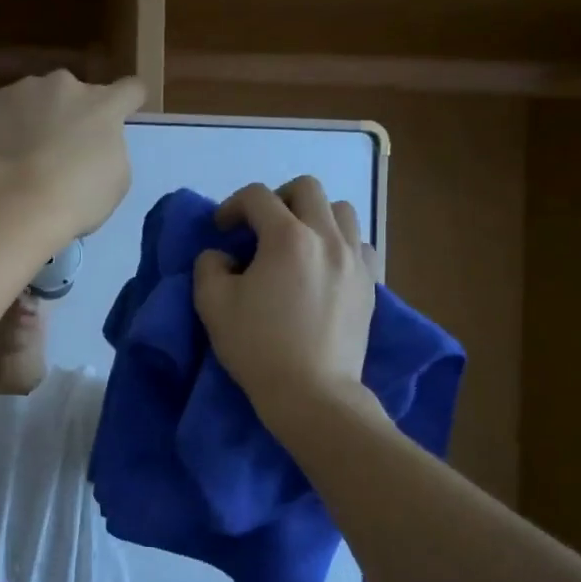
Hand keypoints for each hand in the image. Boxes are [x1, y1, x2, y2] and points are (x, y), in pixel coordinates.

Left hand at [0, 71, 143, 239]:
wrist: (16, 202)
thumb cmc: (77, 199)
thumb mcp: (115, 181)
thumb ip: (110, 151)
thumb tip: (93, 145)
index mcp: (104, 106)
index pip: (130, 89)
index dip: (127, 102)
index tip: (121, 116)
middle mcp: (66, 86)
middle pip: (75, 94)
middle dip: (70, 114)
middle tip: (60, 151)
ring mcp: (24, 90)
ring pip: (34, 98)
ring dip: (33, 116)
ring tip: (21, 155)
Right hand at [194, 177, 378, 423]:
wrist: (312, 393)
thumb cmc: (258, 347)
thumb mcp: (212, 304)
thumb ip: (209, 266)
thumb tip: (223, 256)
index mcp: (286, 237)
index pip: (257, 196)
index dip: (232, 206)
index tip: (221, 230)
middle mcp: (327, 237)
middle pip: (307, 188)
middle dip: (278, 199)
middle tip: (260, 228)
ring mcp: (355, 259)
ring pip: (341, 211)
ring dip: (314, 216)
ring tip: (297, 244)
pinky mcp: (371, 284)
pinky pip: (361, 244)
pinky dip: (341, 243)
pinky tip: (326, 266)